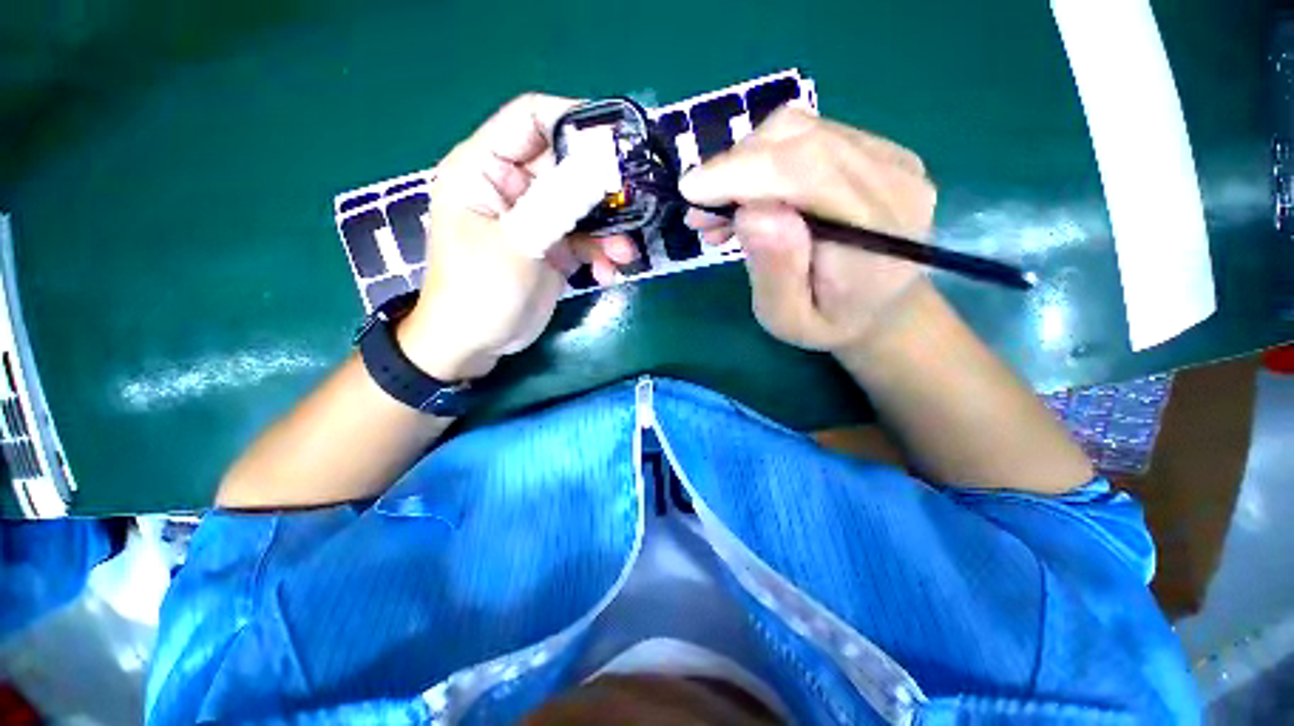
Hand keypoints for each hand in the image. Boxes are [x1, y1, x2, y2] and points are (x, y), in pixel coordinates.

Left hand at [397, 93, 638, 380]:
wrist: (477, 344)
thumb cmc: (479, 291)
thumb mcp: (516, 244)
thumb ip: (556, 204)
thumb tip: (600, 167)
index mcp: (485, 169)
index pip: (530, 119)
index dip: (573, 120)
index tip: (616, 142)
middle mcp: (513, 187)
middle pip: (567, 166)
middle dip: (602, 189)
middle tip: (636, 207)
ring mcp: (536, 219)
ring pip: (583, 207)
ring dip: (609, 230)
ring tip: (624, 255)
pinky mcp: (553, 247)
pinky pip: (585, 240)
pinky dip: (601, 255)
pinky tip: (608, 274)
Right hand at [680, 108, 936, 353]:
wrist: (880, 308)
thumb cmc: (828, 322)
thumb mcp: (788, 318)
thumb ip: (775, 271)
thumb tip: (751, 212)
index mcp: (878, 235)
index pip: (808, 172)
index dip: (742, 172)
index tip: (692, 191)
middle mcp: (895, 181)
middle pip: (801, 139)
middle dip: (735, 168)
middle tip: (701, 213)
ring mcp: (891, 158)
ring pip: (800, 129)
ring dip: (746, 163)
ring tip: (723, 213)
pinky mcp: (877, 150)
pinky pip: (808, 135)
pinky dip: (764, 160)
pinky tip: (751, 199)